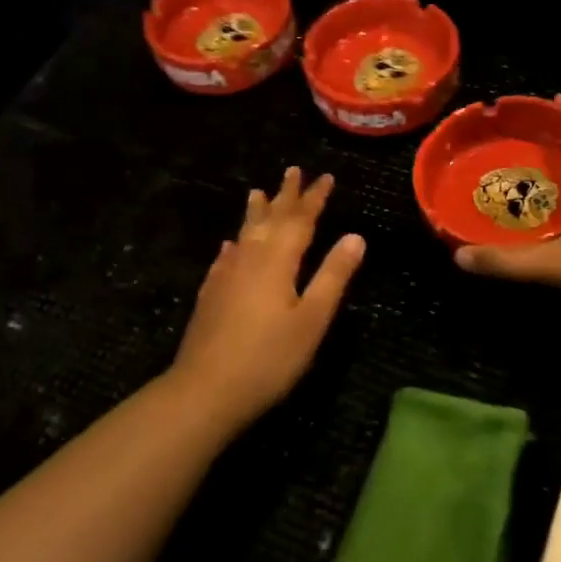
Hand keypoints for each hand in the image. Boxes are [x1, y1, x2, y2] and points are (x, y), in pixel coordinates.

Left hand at [170, 167, 365, 432]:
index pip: (301, 220)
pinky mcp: (211, 294)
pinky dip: (234, 244)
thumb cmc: (269, 358)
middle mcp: (250, 258)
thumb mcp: (312, 319)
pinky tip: (231, 245)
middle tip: (293, 171)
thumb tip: (355, 236)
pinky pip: (226, 257)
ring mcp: (226, 276)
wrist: (205, 390)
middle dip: (285, 195)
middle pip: (270, 218)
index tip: (326, 177)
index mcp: (278, 261)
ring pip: (245, 233)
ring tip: (258, 192)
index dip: (314, 198)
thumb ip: (333, 275)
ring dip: (256, 212)